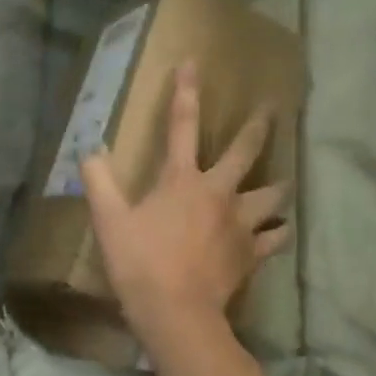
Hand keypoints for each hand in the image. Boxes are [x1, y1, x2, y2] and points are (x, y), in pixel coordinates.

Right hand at [81, 62, 288, 348]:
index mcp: (181, 180)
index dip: (185, 92)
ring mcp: (239, 223)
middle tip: (272, 109)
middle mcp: (218, 193)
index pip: (182, 125)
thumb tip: (91, 151)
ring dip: (278, 185)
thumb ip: (98, 181)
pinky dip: (278, 232)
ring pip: (271, 195)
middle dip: (258, 127)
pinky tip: (280, 230)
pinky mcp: (251, 253)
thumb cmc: (138, 262)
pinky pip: (275, 237)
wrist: (175, 311)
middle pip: (245, 151)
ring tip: (284, 181)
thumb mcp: (108, 220)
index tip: (193, 64)